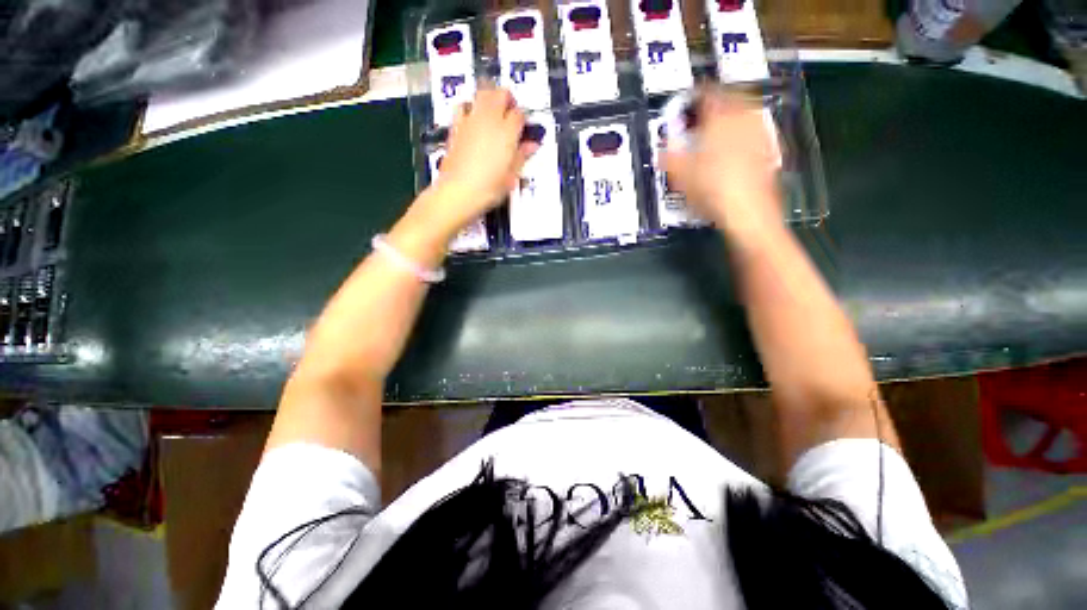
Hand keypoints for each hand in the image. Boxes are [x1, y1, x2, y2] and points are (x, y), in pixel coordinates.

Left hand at [426, 86, 536, 232]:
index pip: (519, 114)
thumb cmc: (489, 188)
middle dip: (508, 100)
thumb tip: (533, 144)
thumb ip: (522, 156)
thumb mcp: (511, 176)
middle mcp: (489, 119)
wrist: (458, 191)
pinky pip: (463, 105)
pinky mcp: (456, 125)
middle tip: (511, 116)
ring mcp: (471, 120)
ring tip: (493, 113)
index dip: (523, 120)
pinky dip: (469, 105)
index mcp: (507, 132)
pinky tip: (472, 117)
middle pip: (501, 94)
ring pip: (482, 93)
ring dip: (490, 97)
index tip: (524, 130)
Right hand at [663, 90, 781, 237]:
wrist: (746, 211)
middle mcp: (743, 120)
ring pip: (746, 112)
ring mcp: (759, 134)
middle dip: (717, 100)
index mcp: (720, 119)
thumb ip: (670, 156)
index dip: (695, 95)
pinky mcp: (769, 150)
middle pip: (732, 97)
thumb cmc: (711, 190)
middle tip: (704, 109)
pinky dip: (745, 130)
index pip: (708, 94)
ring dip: (733, 113)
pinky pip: (756, 130)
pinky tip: (737, 144)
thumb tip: (662, 149)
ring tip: (720, 124)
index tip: (688, 100)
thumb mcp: (680, 175)